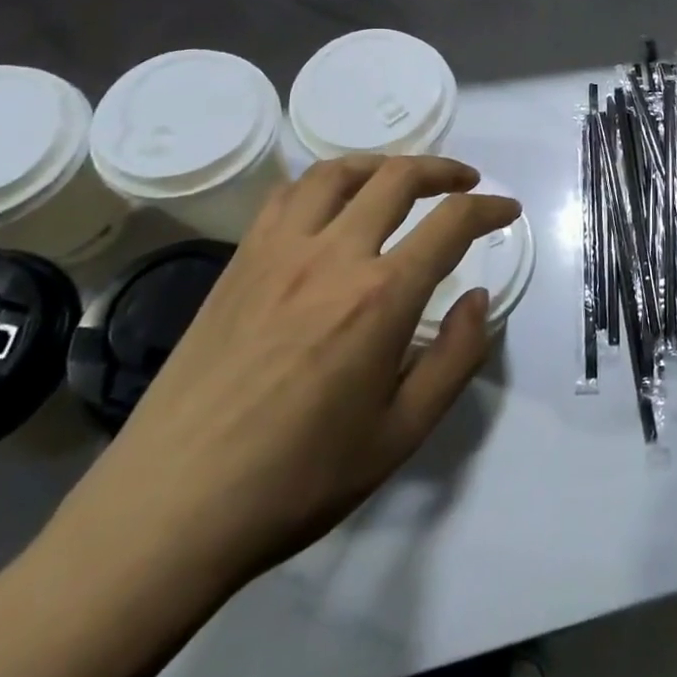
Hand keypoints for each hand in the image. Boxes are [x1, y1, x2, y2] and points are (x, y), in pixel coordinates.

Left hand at [46, 155, 519, 597]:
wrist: (168, 512)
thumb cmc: (297, 481)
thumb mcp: (401, 435)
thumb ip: (455, 358)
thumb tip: (478, 300)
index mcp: (380, 297)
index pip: (451, 222)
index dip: (489, 208)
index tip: (507, 209)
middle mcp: (332, 256)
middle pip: (397, 177)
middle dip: (443, 170)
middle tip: (466, 182)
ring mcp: (277, 253)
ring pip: (337, 173)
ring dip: (382, 164)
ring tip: (402, 179)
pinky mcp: (237, 264)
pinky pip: (286, 197)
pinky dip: (324, 184)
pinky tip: (332, 206)